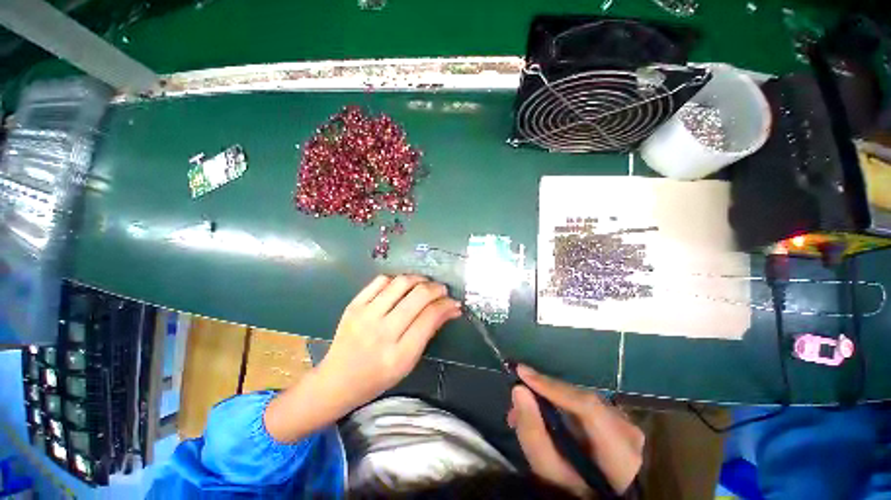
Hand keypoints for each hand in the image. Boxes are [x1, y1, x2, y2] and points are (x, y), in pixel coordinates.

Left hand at [317, 274, 460, 413]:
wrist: (337, 380)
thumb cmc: (377, 377)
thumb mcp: (409, 362)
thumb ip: (429, 332)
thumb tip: (451, 309)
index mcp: (399, 354)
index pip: (430, 317)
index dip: (446, 305)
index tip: (453, 302)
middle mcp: (382, 332)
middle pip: (418, 296)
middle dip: (436, 289)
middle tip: (442, 290)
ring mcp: (365, 316)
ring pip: (401, 283)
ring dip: (419, 279)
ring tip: (424, 284)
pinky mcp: (353, 305)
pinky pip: (380, 281)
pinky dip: (397, 279)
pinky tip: (402, 286)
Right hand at [508, 365, 644, 497]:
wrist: (604, 495)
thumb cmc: (575, 491)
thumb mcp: (550, 473)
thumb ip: (534, 434)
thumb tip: (518, 390)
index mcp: (621, 451)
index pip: (587, 406)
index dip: (553, 387)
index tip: (521, 373)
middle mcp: (628, 430)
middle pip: (581, 398)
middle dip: (545, 392)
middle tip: (516, 396)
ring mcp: (625, 422)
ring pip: (580, 396)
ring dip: (550, 396)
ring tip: (524, 407)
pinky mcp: (616, 418)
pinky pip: (583, 401)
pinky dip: (560, 401)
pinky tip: (543, 408)